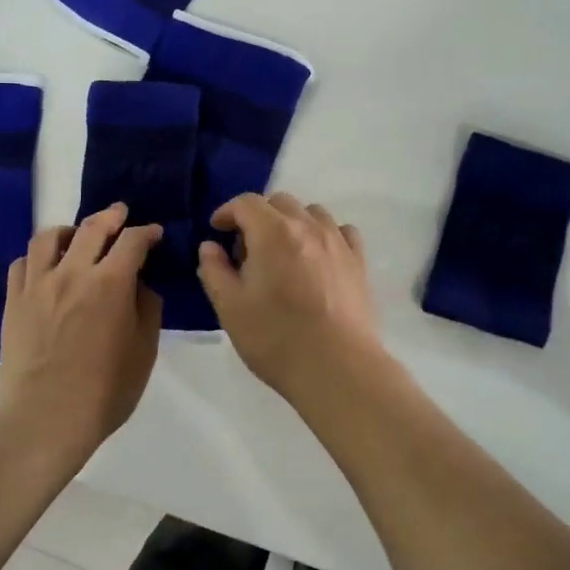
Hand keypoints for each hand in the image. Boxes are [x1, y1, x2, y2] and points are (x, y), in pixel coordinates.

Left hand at [0, 203, 162, 452]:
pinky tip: (46, 268)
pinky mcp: (13, 301)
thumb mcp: (143, 351)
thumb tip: (140, 285)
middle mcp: (73, 273)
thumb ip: (146, 309)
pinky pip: (22, 263)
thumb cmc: (105, 391)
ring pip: (49, 237)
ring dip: (69, 230)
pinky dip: (38, 257)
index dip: (146, 232)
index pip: (132, 241)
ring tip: (77, 237)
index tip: (153, 234)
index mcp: (111, 283)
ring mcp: (37, 285)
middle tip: (120, 215)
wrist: (46, 419)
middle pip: (92, 227)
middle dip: (111, 216)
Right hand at [196, 192, 382, 400]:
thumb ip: (214, 271)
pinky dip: (325, 234)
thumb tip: (210, 247)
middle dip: (258, 216)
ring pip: (313, 212)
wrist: (336, 367)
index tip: (217, 231)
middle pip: (280, 202)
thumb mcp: (230, 308)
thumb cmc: (275, 338)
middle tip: (247, 249)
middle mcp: (308, 227)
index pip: (246, 203)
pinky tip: (318, 257)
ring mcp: (338, 242)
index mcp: (272, 232)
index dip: (227, 212)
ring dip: (292, 222)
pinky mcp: (359, 262)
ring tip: (283, 253)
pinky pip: (342, 231)